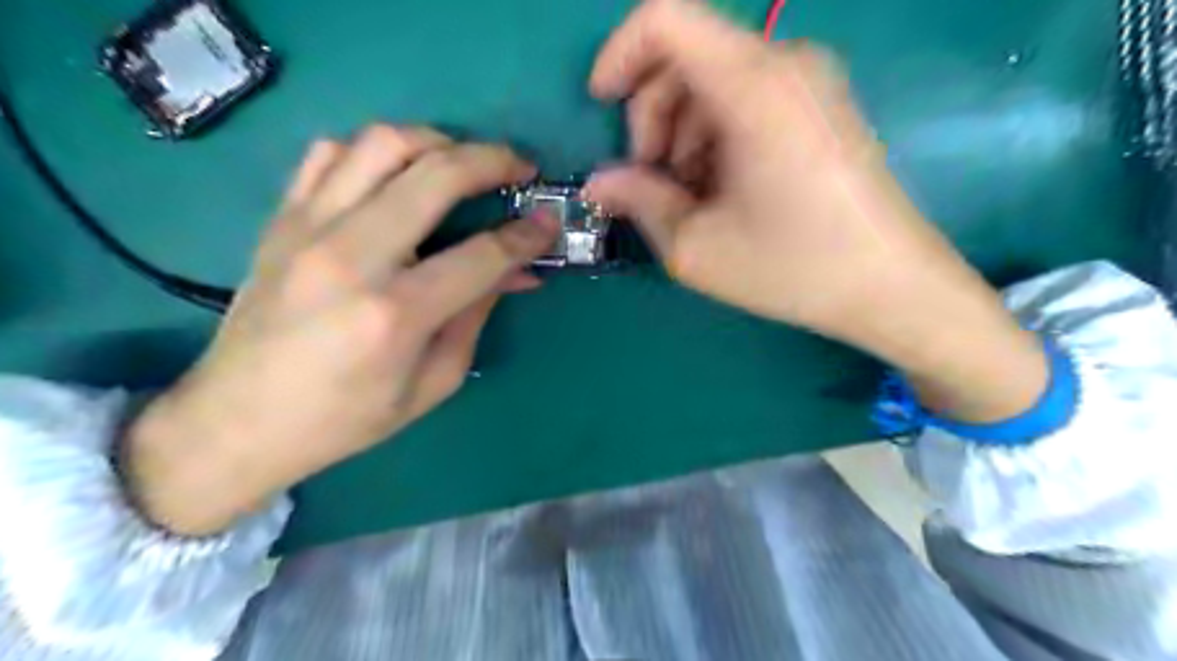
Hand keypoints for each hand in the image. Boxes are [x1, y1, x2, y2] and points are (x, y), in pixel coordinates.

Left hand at [127, 123, 557, 536]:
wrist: (238, 420)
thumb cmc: (346, 417)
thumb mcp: (433, 383)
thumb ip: (477, 316)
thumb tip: (517, 271)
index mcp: (396, 314)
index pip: (482, 254)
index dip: (527, 234)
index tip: (549, 222)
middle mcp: (352, 256)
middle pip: (436, 174)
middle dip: (493, 160)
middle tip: (520, 168)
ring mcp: (309, 228)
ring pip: (383, 143)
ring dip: (437, 142)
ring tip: (463, 162)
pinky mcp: (282, 219)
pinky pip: (331, 153)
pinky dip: (376, 151)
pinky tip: (397, 174)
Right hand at [588, 0, 1048, 422]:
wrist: (892, 287)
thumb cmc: (793, 267)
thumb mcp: (696, 246)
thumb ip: (638, 202)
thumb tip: (599, 183)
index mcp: (753, 85)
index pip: (664, 19)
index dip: (619, 55)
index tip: (602, 106)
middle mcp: (786, 62)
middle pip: (685, 58)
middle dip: (652, 118)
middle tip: (654, 185)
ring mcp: (809, 80)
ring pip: (713, 81)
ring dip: (682, 134)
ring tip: (692, 198)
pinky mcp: (820, 103)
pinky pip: (746, 97)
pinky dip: (716, 136)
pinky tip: (723, 189)